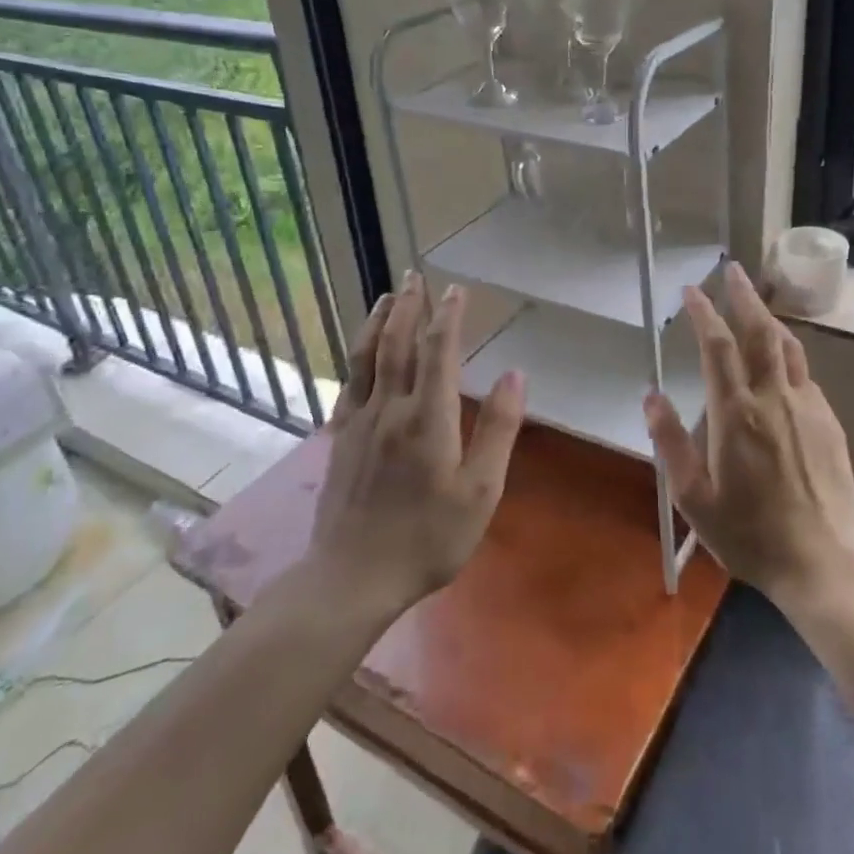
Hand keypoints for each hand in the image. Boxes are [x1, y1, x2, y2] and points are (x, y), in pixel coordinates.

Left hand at [304, 273, 525, 614]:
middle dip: (409, 305)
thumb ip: (498, 429)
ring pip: (367, 357)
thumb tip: (514, 374)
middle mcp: (390, 408)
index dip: (448, 316)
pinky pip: (348, 383)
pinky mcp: (339, 439)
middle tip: (416, 275)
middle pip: (397, 343)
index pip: (438, 351)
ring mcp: (359, 422)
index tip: (457, 289)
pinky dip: (357, 355)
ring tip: (387, 295)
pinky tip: (361, 351)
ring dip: (378, 320)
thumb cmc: (427, 538)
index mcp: (428, 417)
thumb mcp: (480, 491)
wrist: (351, 578)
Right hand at [643, 262, 853, 608]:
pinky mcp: (829, 421)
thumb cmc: (751, 535)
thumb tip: (650, 396)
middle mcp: (773, 397)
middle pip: (759, 331)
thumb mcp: (694, 499)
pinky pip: (805, 371)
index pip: (718, 345)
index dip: (704, 312)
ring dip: (768, 317)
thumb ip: (670, 444)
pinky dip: (788, 350)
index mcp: (736, 413)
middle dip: (743, 295)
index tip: (691, 289)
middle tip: (732, 269)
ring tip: (755, 302)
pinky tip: (781, 356)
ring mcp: (807, 406)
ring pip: (788, 345)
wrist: (825, 562)